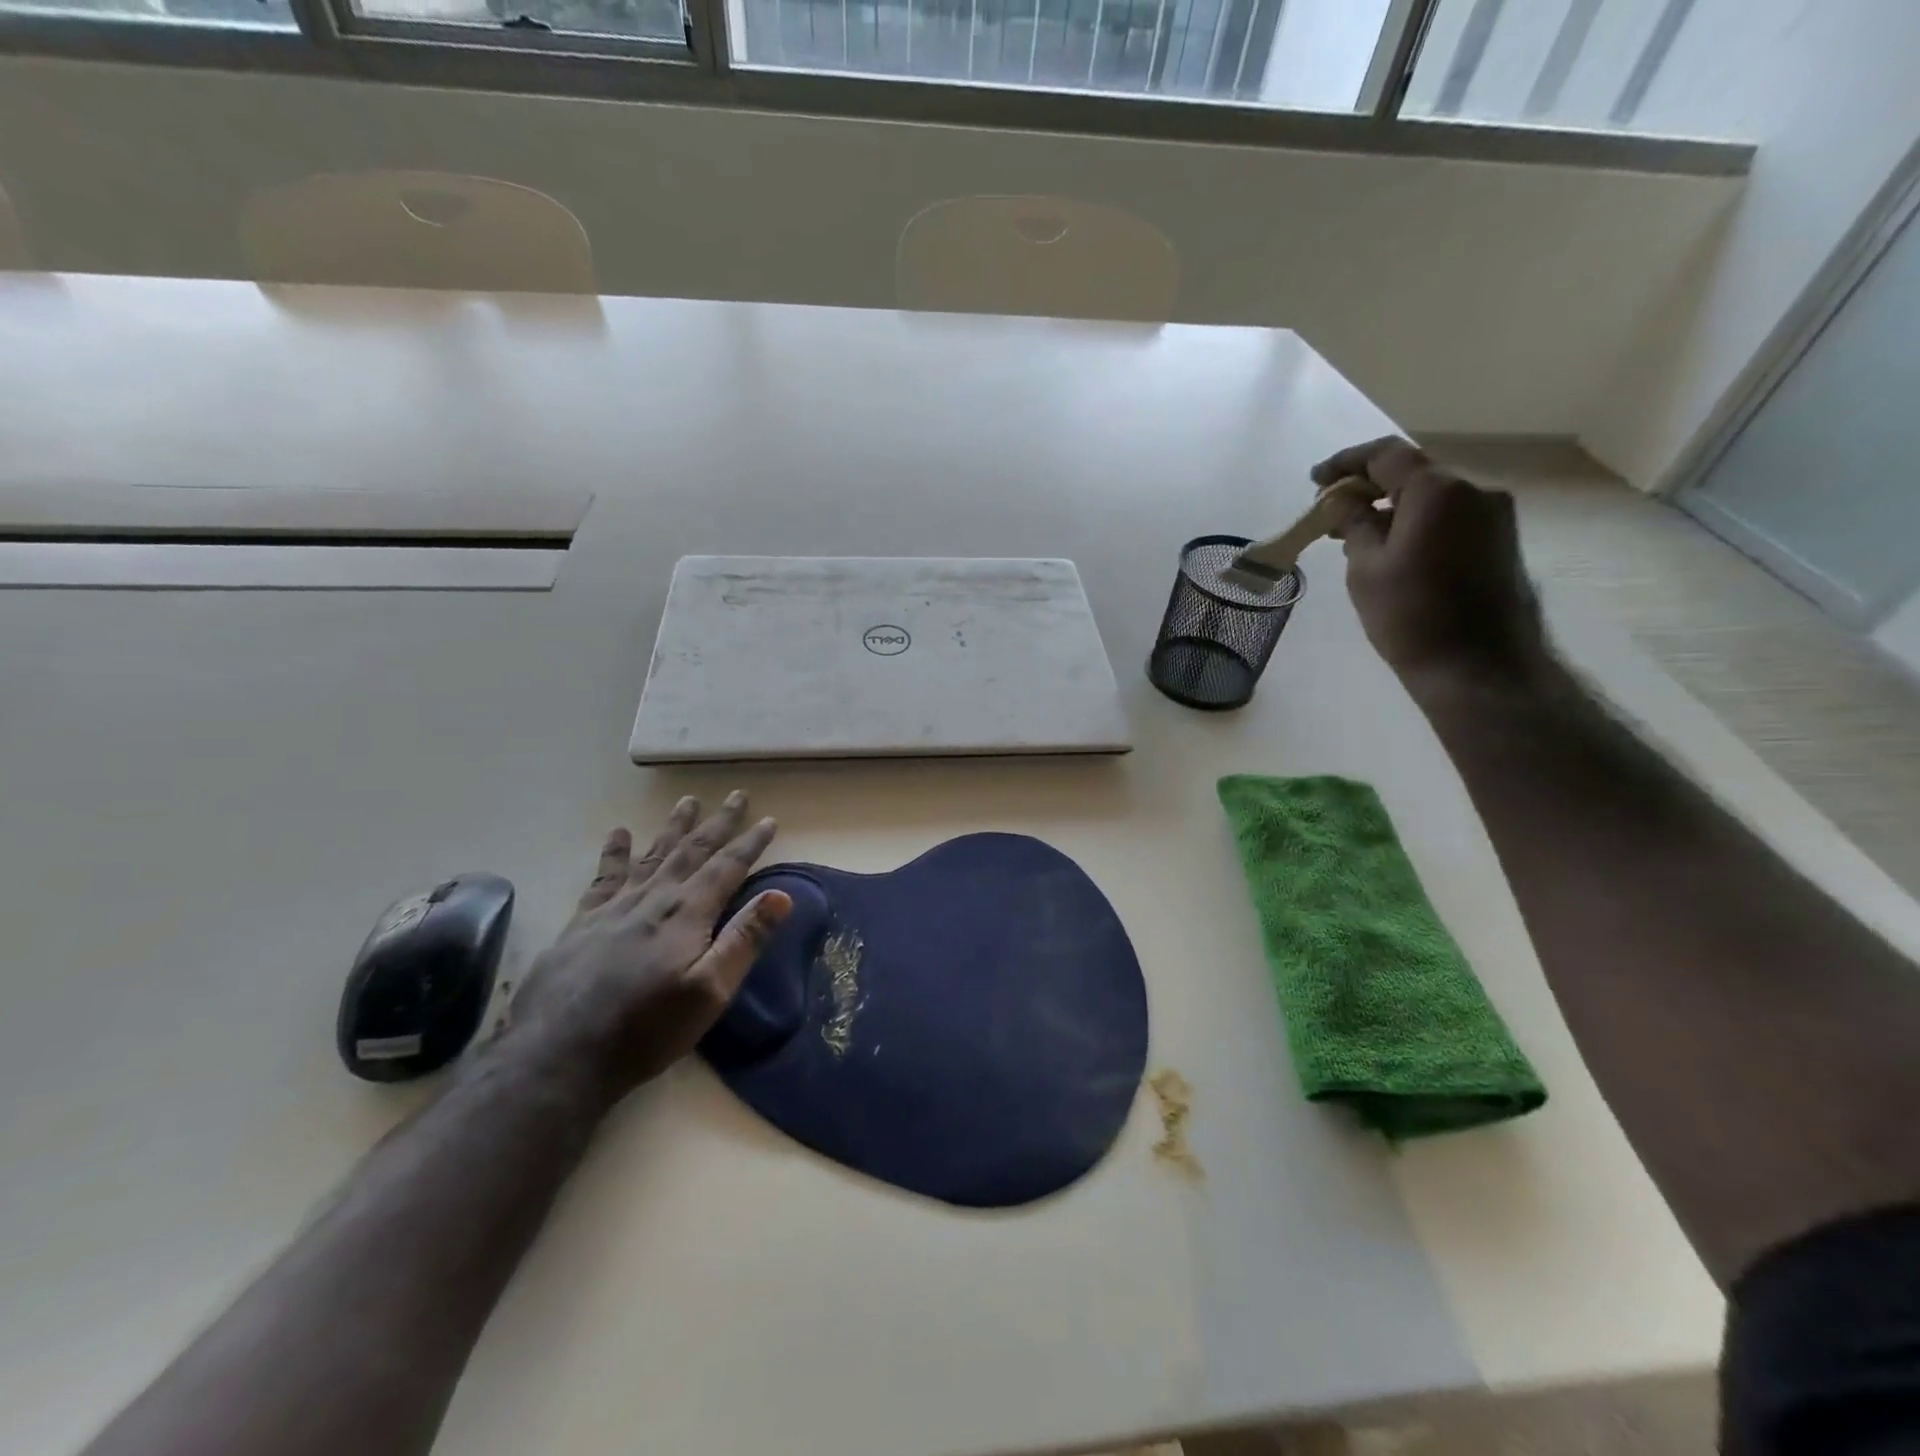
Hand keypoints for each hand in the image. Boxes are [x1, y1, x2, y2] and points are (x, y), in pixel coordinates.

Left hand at [506, 793, 790, 1104]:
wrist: (559, 1056)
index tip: (769, 819)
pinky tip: (619, 833)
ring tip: (687, 801)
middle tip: (735, 796)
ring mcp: (614, 908)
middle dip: (718, 823)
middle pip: (692, 851)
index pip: (727, 867)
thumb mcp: (710, 992)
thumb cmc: (646, 1029)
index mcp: (687, 914)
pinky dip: (614, 852)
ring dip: (673, 827)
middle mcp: (654, 899)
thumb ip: (745, 940)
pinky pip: (604, 877)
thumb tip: (781, 894)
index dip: (750, 842)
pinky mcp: (582, 923)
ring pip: (652, 855)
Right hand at [1312, 436, 1548, 688]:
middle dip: (1368, 487)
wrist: (1479, 667)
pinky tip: (1391, 550)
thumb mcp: (1366, 568)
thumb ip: (1353, 524)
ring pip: (1433, 497)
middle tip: (1330, 512)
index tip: (1315, 481)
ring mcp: (1495, 516)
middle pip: (1413, 473)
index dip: (1345, 463)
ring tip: (1355, 535)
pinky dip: (1416, 523)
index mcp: (1439, 490)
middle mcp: (1475, 491)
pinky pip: (1450, 517)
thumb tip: (1342, 501)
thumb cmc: (1411, 616)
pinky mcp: (1501, 541)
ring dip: (1392, 507)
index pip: (1386, 455)